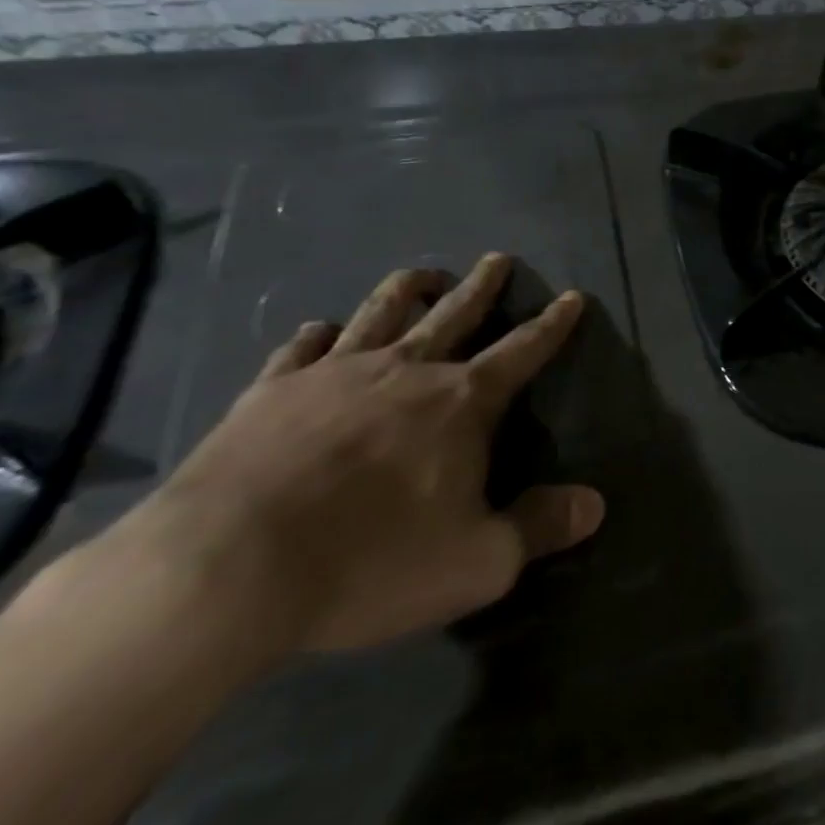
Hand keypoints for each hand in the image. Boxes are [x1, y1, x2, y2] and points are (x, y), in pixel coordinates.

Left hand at [115, 255, 603, 655]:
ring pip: (381, 312)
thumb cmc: (369, 561)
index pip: (522, 352)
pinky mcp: (274, 389)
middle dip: (483, 286)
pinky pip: (302, 348)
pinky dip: (317, 335)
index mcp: (460, 402)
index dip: (552, 326)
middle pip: (455, 313)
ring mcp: (336, 372)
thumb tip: (595, 505)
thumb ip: (538, 529)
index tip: (573, 297)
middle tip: (498, 258)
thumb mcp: (474, 564)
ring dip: (406, 289)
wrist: (230, 566)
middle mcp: (405, 370)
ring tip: (422, 273)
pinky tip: (318, 331)